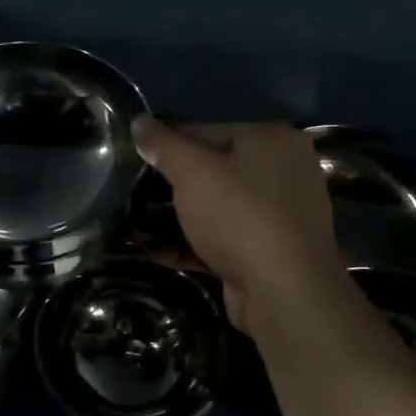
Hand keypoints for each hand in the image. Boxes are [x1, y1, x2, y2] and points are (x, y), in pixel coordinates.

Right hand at [133, 118, 346, 335]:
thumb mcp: (192, 171)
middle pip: (211, 170)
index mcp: (270, 140)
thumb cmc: (239, 217)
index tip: (133, 161)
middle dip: (169, 186)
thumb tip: (138, 121)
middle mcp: (281, 171)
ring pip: (214, 208)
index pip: (204, 130)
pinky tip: (155, 251)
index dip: (165, 145)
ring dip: (175, 217)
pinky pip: (221, 239)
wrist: (284, 293)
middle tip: (130, 195)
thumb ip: (163, 144)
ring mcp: (277, 215)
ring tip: (135, 224)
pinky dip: (191, 243)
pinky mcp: (266, 252)